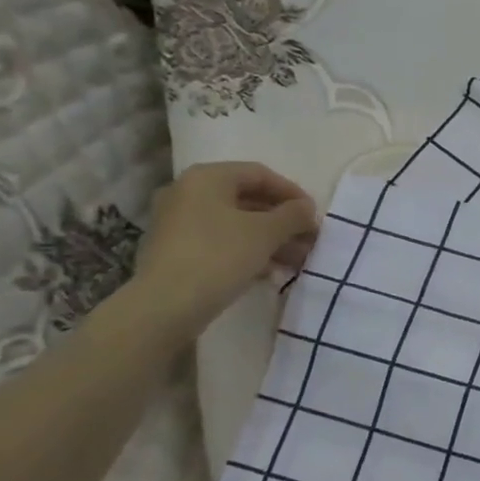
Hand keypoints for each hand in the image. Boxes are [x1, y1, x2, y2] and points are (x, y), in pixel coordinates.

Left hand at [128, 162, 317, 336]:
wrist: (165, 306)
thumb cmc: (219, 256)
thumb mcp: (266, 233)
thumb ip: (293, 215)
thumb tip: (307, 209)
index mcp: (207, 178)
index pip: (260, 174)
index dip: (292, 193)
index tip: (314, 215)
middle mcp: (187, 193)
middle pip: (248, 200)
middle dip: (283, 221)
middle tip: (309, 240)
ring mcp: (178, 223)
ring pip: (236, 224)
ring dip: (270, 239)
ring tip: (297, 260)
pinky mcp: (176, 251)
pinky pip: (220, 243)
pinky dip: (248, 252)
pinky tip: (270, 272)